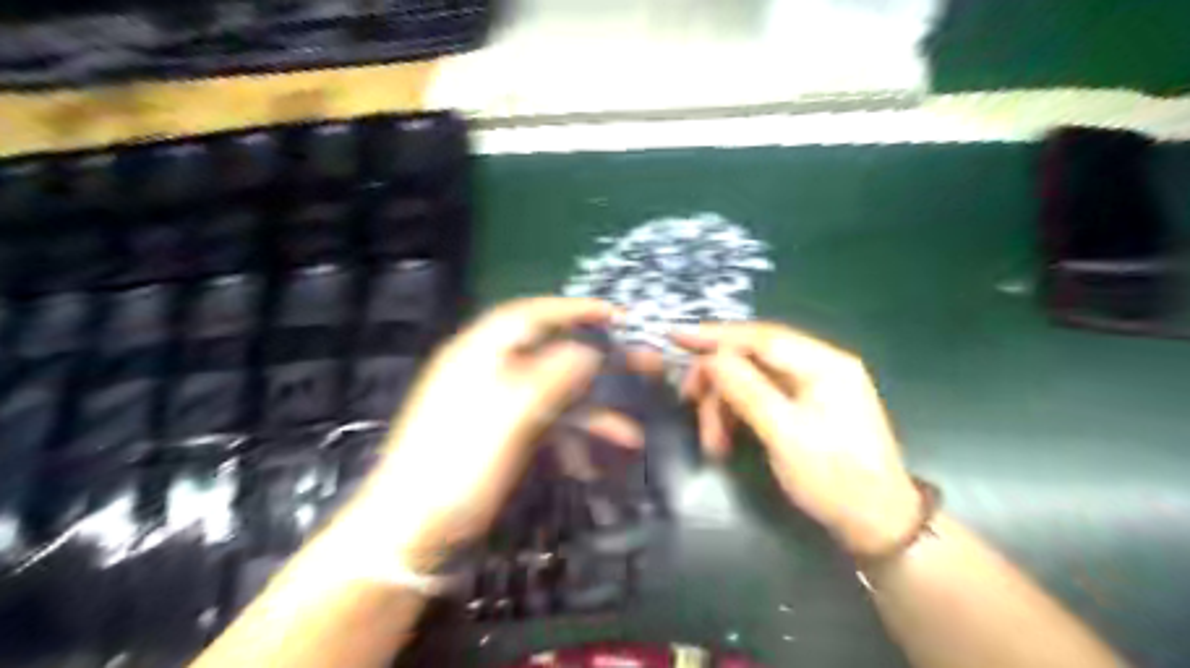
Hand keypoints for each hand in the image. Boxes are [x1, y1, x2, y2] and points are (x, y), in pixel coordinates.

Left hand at [344, 301, 619, 564]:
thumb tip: (588, 350)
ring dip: (592, 412)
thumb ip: (552, 375)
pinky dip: (570, 439)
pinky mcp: (500, 438)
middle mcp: (487, 372)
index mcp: (479, 353)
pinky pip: (543, 426)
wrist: (410, 534)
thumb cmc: (457, 465)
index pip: (531, 315)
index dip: (574, 309)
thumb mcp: (509, 413)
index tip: (616, 315)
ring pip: (554, 395)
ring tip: (631, 433)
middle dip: (598, 362)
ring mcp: (494, 407)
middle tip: (641, 365)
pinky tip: (592, 463)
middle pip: (551, 354)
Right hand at [677, 322, 918, 556]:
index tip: (675, 335)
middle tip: (689, 405)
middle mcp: (819, 366)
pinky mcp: (805, 408)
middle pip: (753, 357)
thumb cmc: (835, 480)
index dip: (715, 335)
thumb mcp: (786, 436)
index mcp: (824, 364)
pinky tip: (726, 440)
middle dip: (717, 381)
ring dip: (725, 405)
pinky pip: (760, 398)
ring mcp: (813, 387)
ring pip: (752, 380)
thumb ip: (747, 391)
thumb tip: (711, 359)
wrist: (877, 525)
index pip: (760, 337)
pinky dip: (738, 415)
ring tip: (713, 443)